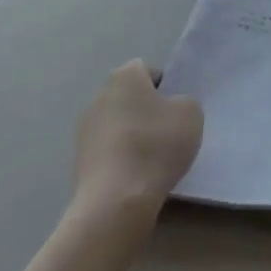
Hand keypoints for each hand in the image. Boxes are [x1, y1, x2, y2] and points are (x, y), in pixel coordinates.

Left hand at [74, 60, 202, 218]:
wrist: (116, 199)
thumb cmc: (156, 146)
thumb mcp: (191, 114)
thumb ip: (184, 102)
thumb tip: (171, 108)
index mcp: (124, 76)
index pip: (148, 70)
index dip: (166, 87)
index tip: (177, 111)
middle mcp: (99, 95)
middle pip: (131, 97)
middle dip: (148, 111)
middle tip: (169, 133)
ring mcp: (85, 127)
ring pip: (119, 123)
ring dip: (133, 134)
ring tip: (153, 159)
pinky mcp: (79, 158)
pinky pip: (109, 149)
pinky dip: (121, 157)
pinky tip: (136, 176)